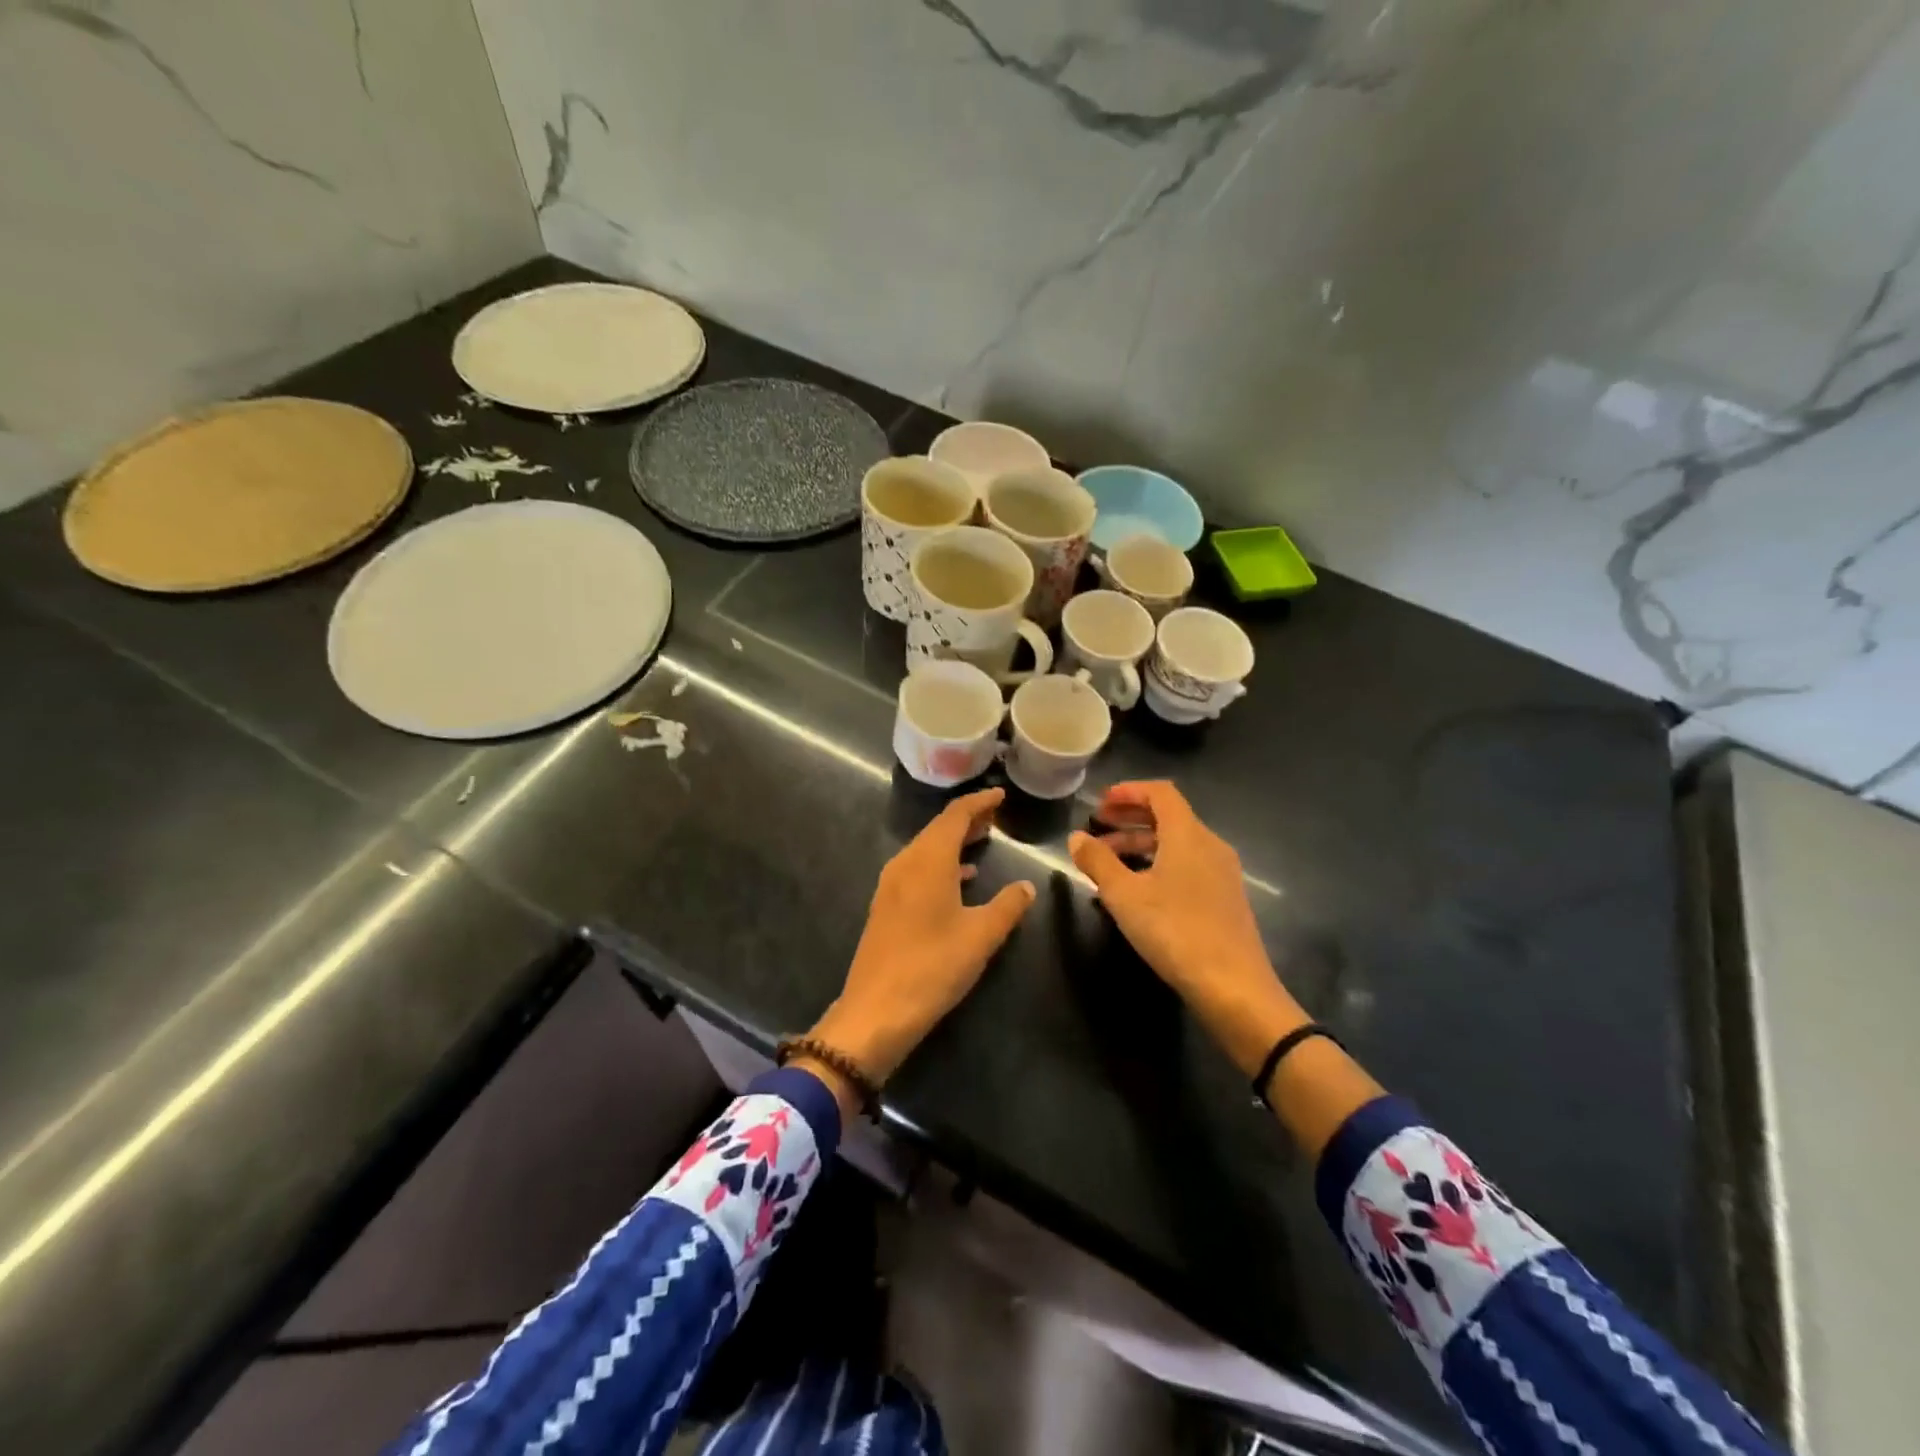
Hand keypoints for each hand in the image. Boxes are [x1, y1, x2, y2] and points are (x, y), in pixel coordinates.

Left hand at [807, 788, 1035, 1092]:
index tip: (1001, 796)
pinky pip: (917, 869)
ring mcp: (891, 885)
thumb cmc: (933, 967)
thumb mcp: (981, 936)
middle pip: (938, 829)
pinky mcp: (886, 906)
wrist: (876, 1011)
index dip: (979, 802)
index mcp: (928, 861)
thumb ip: (1007, 906)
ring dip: (954, 842)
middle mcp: (906, 863)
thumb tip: (1026, 886)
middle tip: (996, 817)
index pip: (955, 816)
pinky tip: (960, 880)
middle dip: (967, 820)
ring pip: (926, 849)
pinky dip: (941, 863)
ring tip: (982, 841)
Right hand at [1070, 780, 1305, 1076]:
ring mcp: (1222, 873)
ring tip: (1108, 862)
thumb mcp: (1124, 895)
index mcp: (1188, 834)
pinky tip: (1138, 890)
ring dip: (1141, 844)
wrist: (1233, 986)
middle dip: (1130, 818)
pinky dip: (1159, 864)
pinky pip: (1188, 865)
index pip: (1160, 793)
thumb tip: (1076, 837)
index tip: (1100, 803)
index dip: (1128, 791)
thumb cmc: (1174, 930)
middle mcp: (1210, 845)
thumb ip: (1098, 861)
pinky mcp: (1226, 898)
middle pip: (1169, 817)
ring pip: (1178, 844)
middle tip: (1098, 828)